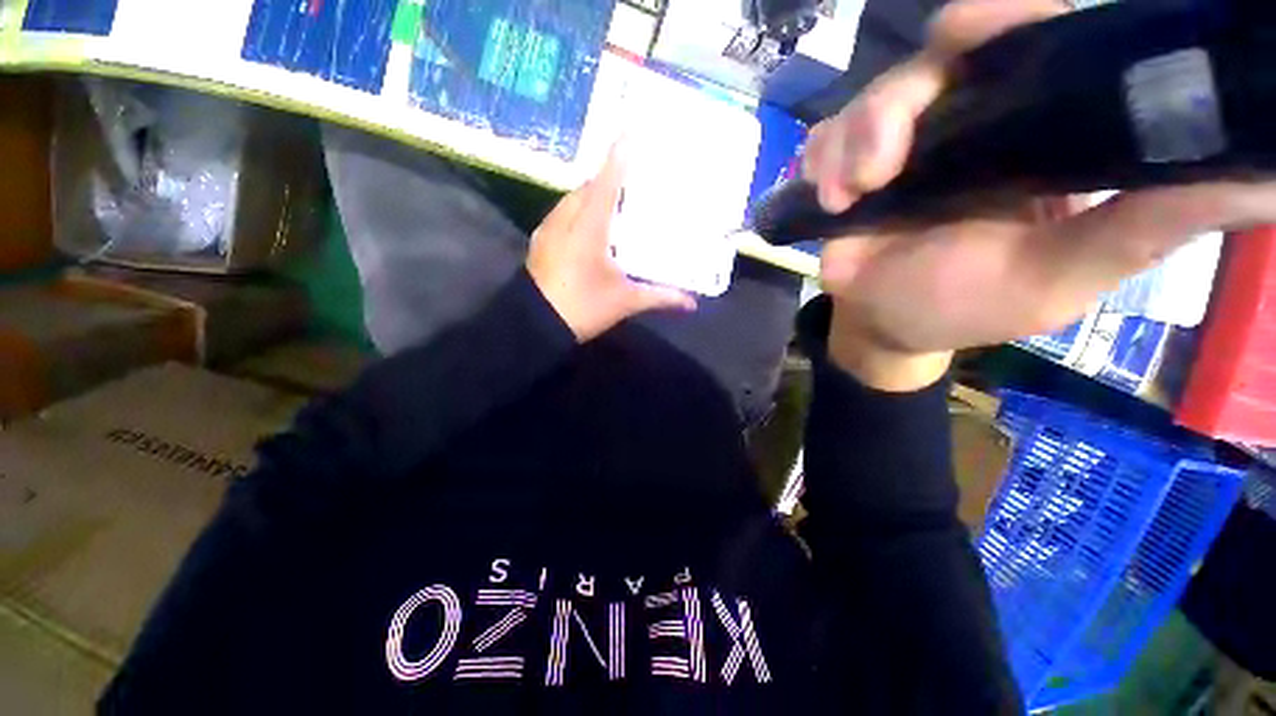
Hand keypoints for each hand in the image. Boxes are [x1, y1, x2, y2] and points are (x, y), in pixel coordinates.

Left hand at [528, 143, 695, 341]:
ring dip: (593, 195)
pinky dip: (580, 211)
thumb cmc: (582, 309)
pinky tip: (593, 226)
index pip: (606, 182)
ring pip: (573, 200)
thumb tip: (692, 303)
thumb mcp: (624, 302)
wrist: (535, 325)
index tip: (632, 131)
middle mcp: (565, 219)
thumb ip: (659, 297)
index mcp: (588, 227)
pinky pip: (564, 214)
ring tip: (616, 200)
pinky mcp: (541, 241)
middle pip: (588, 187)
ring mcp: (549, 229)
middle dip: (609, 177)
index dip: (619, 157)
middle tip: (633, 177)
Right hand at [805, 0, 1275, 390]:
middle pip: (933, 63)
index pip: (1030, 41)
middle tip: (882, 162)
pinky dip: (821, 160)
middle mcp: (969, 123)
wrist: (888, 326)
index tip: (968, 31)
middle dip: (897, 102)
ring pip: (870, 100)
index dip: (1002, 19)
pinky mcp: (851, 170)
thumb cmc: (969, 307)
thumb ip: (1146, 226)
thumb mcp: (1065, 275)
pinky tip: (828, 196)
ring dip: (852, 143)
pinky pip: (827, 140)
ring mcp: (904, 145)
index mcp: (1033, 133)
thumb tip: (1262, 183)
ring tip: (849, 195)